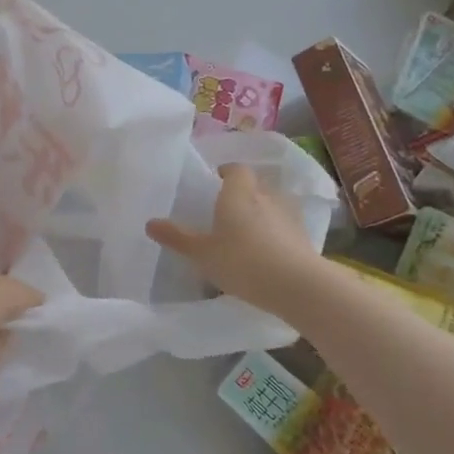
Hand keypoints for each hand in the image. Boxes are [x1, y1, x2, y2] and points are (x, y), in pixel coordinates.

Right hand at [147, 164, 319, 313]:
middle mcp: (266, 195)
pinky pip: (284, 226)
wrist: (297, 285)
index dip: (225, 174)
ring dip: (260, 213)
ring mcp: (289, 214)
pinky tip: (266, 253)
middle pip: (254, 185)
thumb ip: (177, 237)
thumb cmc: (242, 261)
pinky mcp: (304, 235)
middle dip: (241, 194)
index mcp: (238, 192)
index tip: (214, 185)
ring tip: (246, 234)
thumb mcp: (202, 253)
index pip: (235, 169)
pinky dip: (275, 233)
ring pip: (271, 204)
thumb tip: (150, 222)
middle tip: (224, 212)